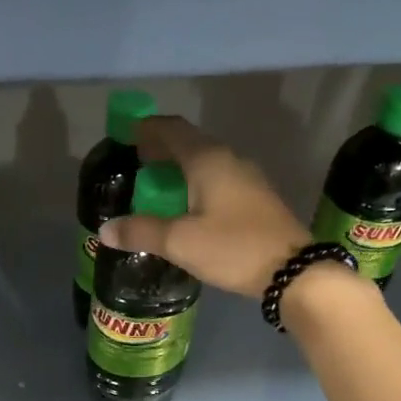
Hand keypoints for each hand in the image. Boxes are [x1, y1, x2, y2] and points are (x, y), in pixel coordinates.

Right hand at [98, 117, 310, 297]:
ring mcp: (247, 178)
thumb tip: (106, 229)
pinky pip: (218, 180)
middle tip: (136, 164)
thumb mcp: (180, 242)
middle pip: (189, 143)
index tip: (125, 135)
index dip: (146, 129)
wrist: (294, 271)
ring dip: (180, 169)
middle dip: (161, 150)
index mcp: (208, 159)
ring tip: (157, 188)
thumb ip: (141, 231)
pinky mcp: (257, 198)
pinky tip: (188, 208)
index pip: (171, 129)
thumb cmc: (233, 248)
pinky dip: (197, 184)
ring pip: (205, 162)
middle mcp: (229, 159)